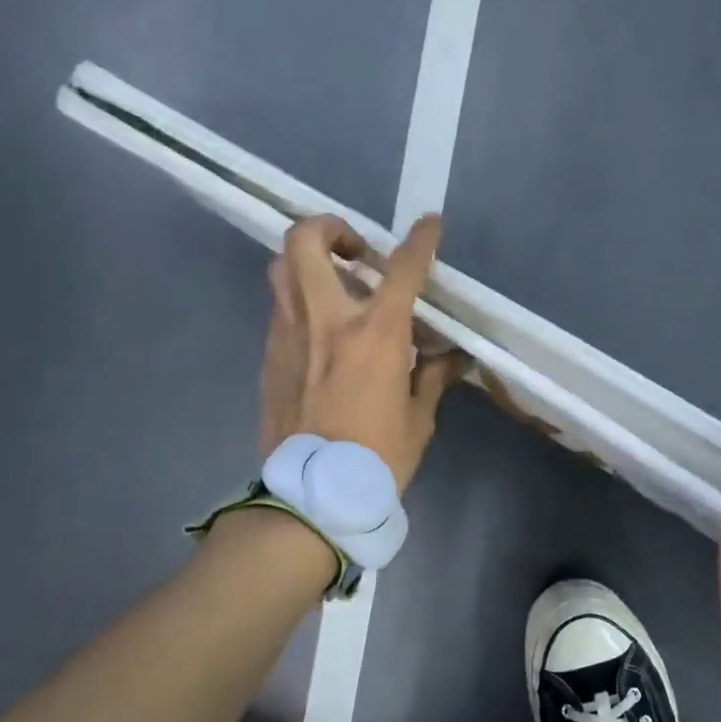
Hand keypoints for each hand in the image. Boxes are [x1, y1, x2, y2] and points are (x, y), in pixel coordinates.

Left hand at [259, 213, 466, 490]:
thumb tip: (451, 357)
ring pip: (281, 269)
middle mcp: (326, 320)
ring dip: (308, 262)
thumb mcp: (418, 419)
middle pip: (306, 241)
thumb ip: (432, 377)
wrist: (311, 496)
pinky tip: (320, 332)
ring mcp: (288, 335)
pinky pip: (280, 309)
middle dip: (331, 228)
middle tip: (356, 252)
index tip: (430, 224)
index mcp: (374, 333)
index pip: (402, 268)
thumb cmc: (376, 458)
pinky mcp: (269, 356)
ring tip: (335, 284)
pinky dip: (300, 303)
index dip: (421, 240)